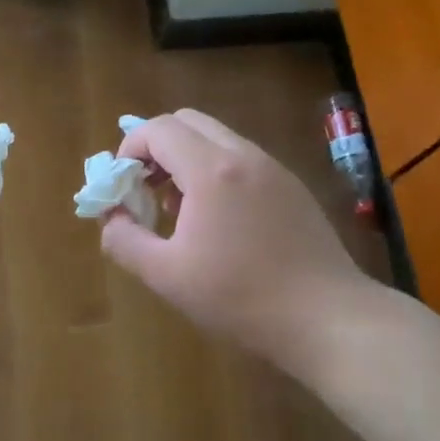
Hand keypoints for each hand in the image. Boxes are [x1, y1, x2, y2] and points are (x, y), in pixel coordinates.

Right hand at [99, 110, 379, 377]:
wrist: (327, 318)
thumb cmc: (240, 297)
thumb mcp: (167, 275)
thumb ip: (125, 241)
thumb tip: (111, 219)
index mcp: (211, 170)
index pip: (158, 129)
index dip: (129, 149)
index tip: (122, 186)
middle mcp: (244, 156)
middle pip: (187, 122)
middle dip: (156, 147)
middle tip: (145, 189)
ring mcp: (273, 169)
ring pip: (217, 138)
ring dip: (186, 159)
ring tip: (178, 210)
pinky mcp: (292, 187)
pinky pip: (241, 160)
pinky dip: (215, 172)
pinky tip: (217, 222)